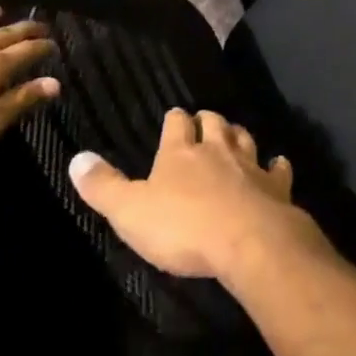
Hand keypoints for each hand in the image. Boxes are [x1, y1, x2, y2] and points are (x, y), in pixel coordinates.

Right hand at [68, 109, 326, 282]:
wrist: (245, 238)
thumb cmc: (182, 227)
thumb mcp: (129, 212)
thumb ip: (104, 186)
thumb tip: (77, 158)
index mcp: (181, 153)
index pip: (177, 124)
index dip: (174, 119)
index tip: (173, 116)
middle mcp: (218, 149)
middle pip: (215, 123)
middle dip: (208, 120)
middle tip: (204, 120)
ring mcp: (250, 164)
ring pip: (244, 138)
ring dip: (238, 134)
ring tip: (234, 133)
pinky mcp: (274, 184)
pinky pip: (277, 168)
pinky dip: (276, 164)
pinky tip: (277, 163)